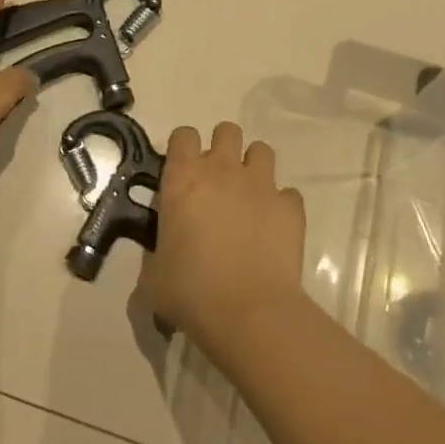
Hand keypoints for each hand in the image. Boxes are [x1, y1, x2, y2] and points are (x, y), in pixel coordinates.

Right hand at [142, 122, 305, 355]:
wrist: (249, 312)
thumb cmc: (191, 291)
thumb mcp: (153, 275)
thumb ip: (155, 253)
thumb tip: (161, 256)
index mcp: (183, 178)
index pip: (183, 135)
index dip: (182, 149)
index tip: (182, 172)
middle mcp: (223, 170)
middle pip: (226, 131)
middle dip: (222, 148)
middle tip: (216, 181)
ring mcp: (261, 185)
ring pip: (261, 150)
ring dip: (253, 167)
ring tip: (247, 196)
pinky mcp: (290, 207)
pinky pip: (287, 193)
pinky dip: (280, 204)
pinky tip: (272, 227)